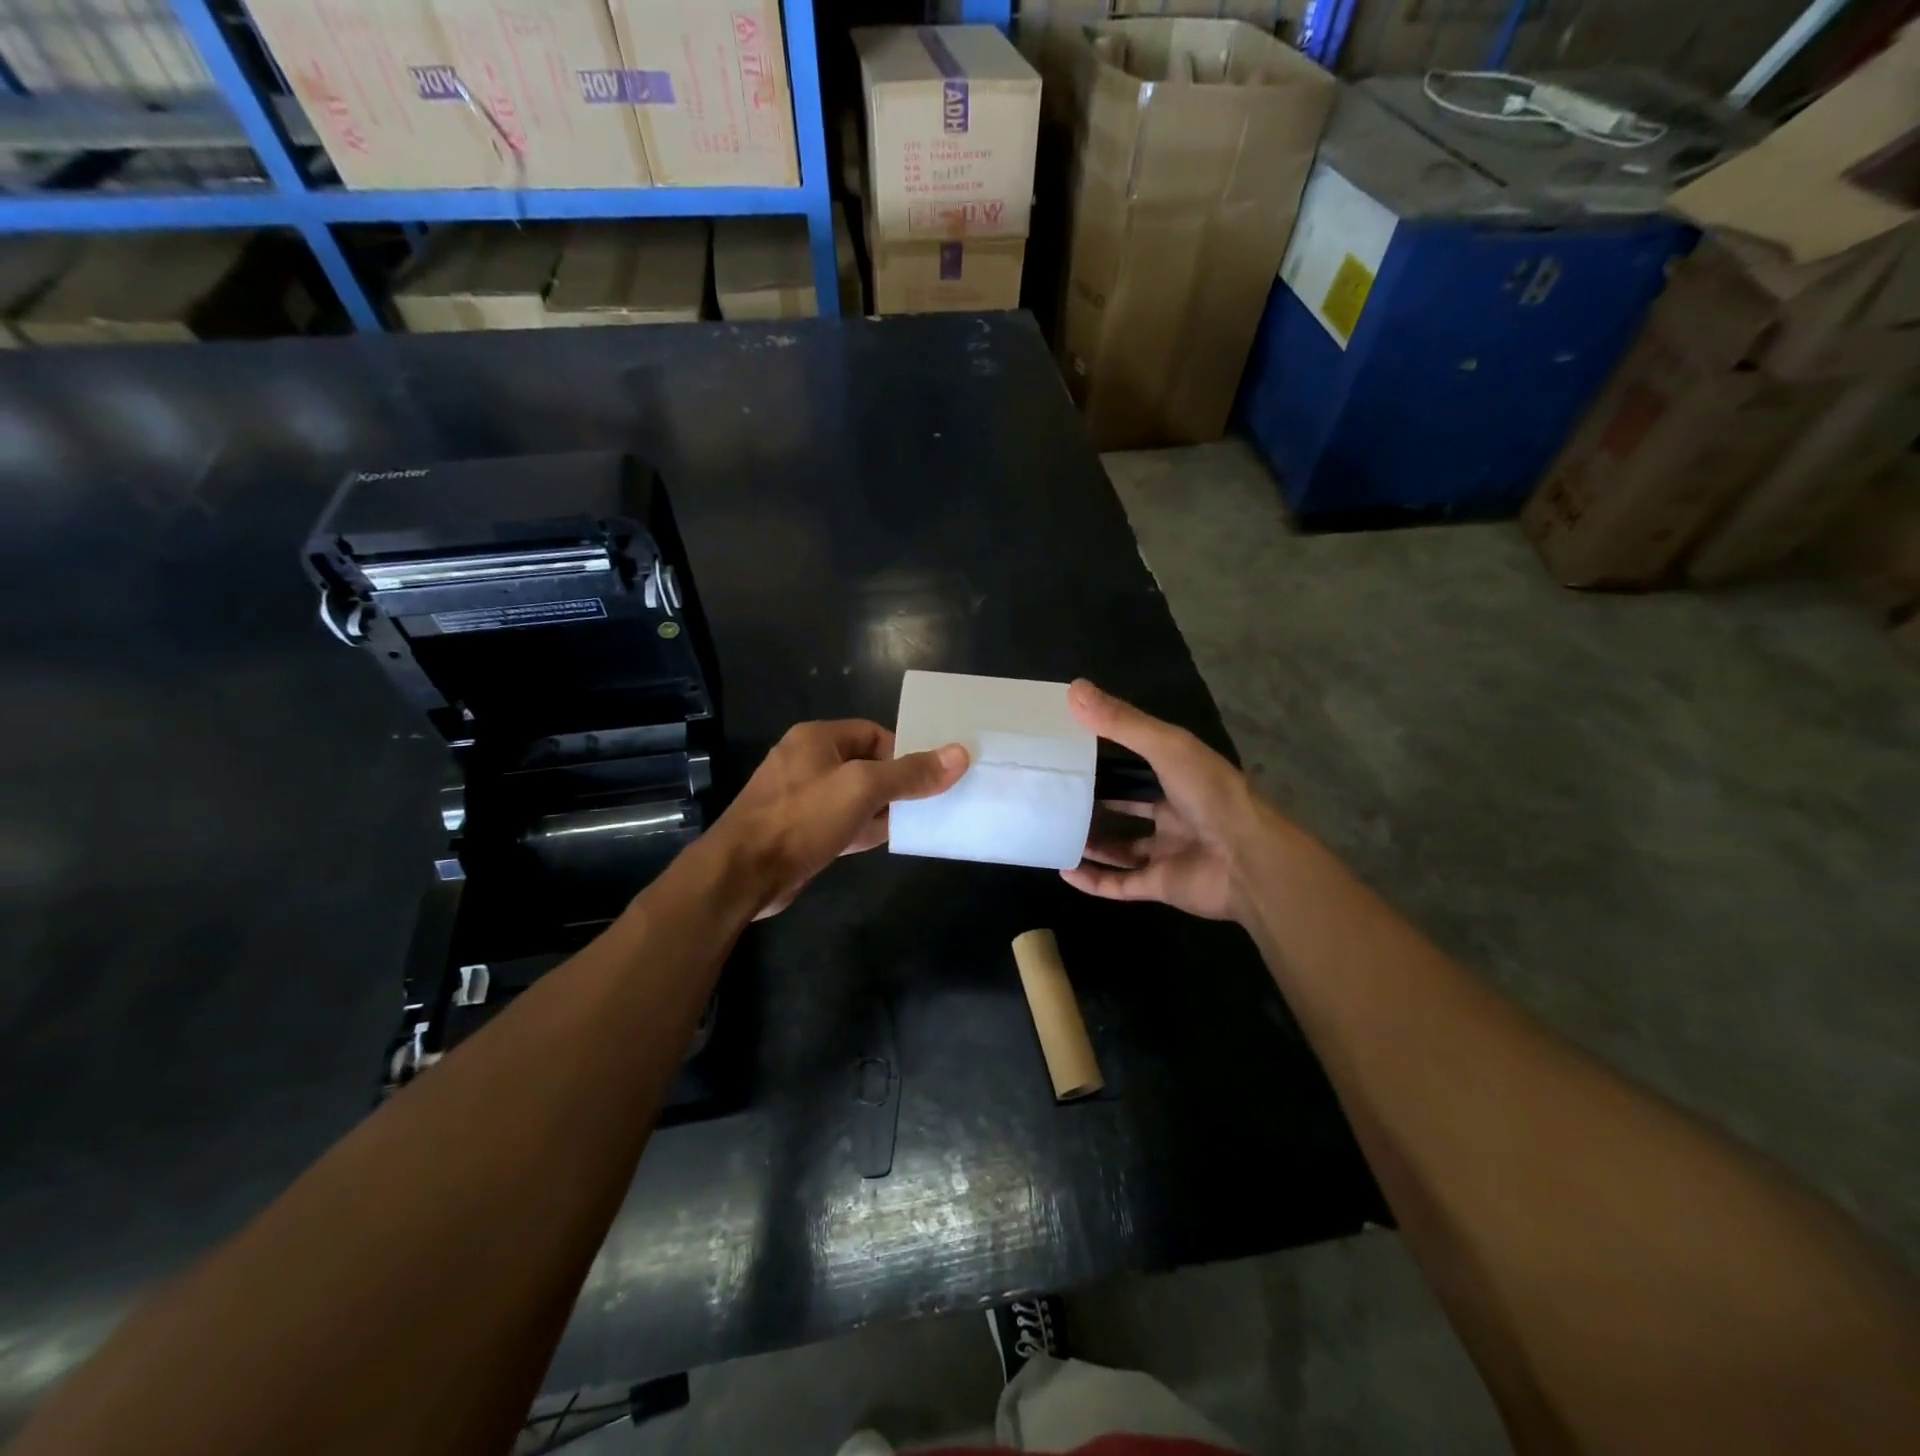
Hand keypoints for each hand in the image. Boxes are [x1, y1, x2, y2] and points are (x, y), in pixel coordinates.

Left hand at [713, 720, 968, 918]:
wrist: (742, 874)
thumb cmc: (802, 819)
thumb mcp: (863, 789)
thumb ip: (910, 773)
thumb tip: (959, 754)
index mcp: (817, 738)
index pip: (873, 733)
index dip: (904, 752)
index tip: (931, 775)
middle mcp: (807, 762)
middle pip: (866, 765)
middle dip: (898, 782)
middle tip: (933, 800)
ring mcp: (802, 799)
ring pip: (856, 797)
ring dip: (884, 808)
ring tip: (921, 820)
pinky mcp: (801, 831)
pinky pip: (842, 822)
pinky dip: (865, 828)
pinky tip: (888, 840)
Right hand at [1062, 680, 1264, 922]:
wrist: (1250, 861)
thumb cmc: (1212, 795)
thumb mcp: (1167, 746)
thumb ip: (1122, 722)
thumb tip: (1073, 688)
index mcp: (1181, 778)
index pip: (1139, 764)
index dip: (1108, 757)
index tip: (1071, 748)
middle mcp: (1175, 814)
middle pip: (1130, 808)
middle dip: (1097, 802)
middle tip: (1058, 794)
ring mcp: (1168, 852)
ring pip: (1122, 848)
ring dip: (1092, 842)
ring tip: (1055, 831)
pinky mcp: (1161, 886)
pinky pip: (1120, 884)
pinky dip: (1093, 881)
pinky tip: (1065, 870)